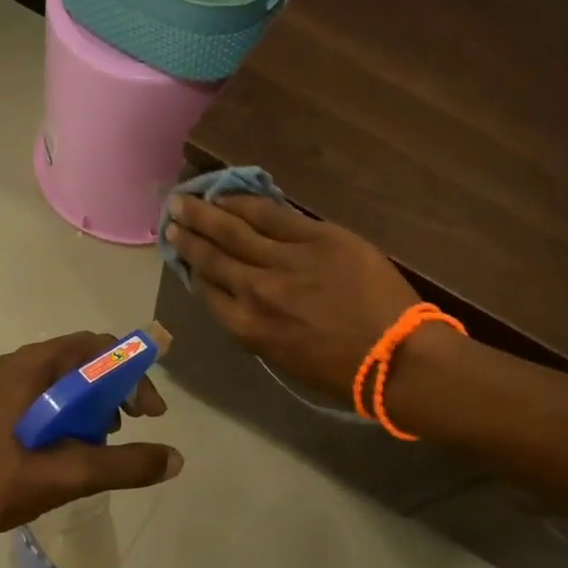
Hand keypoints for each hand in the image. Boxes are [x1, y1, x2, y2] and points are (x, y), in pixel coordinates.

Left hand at [0, 333, 181, 547]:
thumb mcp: (68, 475)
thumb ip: (124, 465)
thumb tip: (176, 459)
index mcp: (30, 368)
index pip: (96, 347)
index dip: (132, 372)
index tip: (150, 412)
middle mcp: (18, 366)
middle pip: (83, 360)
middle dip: (117, 387)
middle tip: (135, 422)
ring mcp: (6, 387)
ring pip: (67, 379)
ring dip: (97, 401)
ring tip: (108, 438)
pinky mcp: (1, 408)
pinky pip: (50, 395)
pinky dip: (74, 411)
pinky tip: (78, 446)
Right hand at [164, 193, 419, 398]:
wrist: (397, 356)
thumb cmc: (345, 372)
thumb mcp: (287, 360)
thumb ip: (259, 327)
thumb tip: (244, 299)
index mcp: (249, 328)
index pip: (209, 292)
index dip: (193, 270)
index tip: (183, 255)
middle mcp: (257, 291)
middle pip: (213, 257)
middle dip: (188, 236)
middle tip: (170, 218)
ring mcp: (286, 260)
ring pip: (234, 230)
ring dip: (206, 214)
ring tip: (185, 201)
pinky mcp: (316, 237)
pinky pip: (271, 214)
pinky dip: (244, 202)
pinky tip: (227, 195)